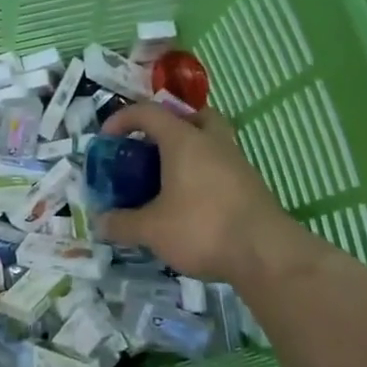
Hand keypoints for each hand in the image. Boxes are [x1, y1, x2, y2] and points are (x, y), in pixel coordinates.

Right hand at [95, 103, 314, 283]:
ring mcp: (236, 162)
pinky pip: (221, 166)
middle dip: (169, 126)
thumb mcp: (151, 230)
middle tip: (151, 148)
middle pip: (192, 116)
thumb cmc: (202, 228)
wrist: (266, 254)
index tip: (107, 139)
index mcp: (184, 140)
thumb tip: (100, 222)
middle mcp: (212, 142)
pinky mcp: (250, 185)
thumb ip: (122, 223)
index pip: (148, 112)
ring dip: (188, 151)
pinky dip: (202, 174)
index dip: (122, 119)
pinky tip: (190, 202)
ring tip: (167, 179)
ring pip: (210, 141)